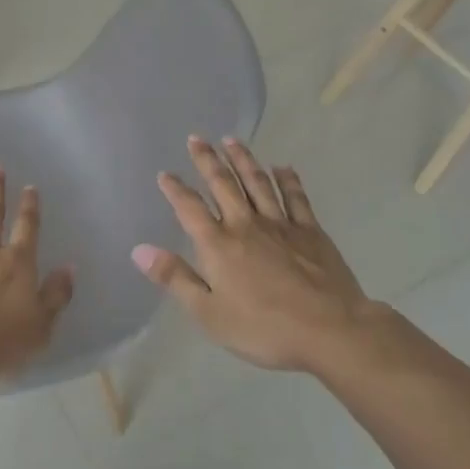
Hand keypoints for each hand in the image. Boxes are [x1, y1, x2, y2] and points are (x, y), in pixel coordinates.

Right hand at [132, 137, 383, 373]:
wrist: (330, 330)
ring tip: (232, 140)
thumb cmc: (263, 328)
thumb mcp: (208, 313)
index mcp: (218, 244)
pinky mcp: (311, 231)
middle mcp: (246, 224)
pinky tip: (282, 167)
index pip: (190, 208)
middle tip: (197, 138)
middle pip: (223, 184)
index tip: (165, 173)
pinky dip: (287, 179)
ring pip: (257, 182)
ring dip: (243, 159)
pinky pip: (296, 197)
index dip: (175, 189)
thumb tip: (139, 250)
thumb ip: (175, 278)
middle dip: (207, 160)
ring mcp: (280, 224)